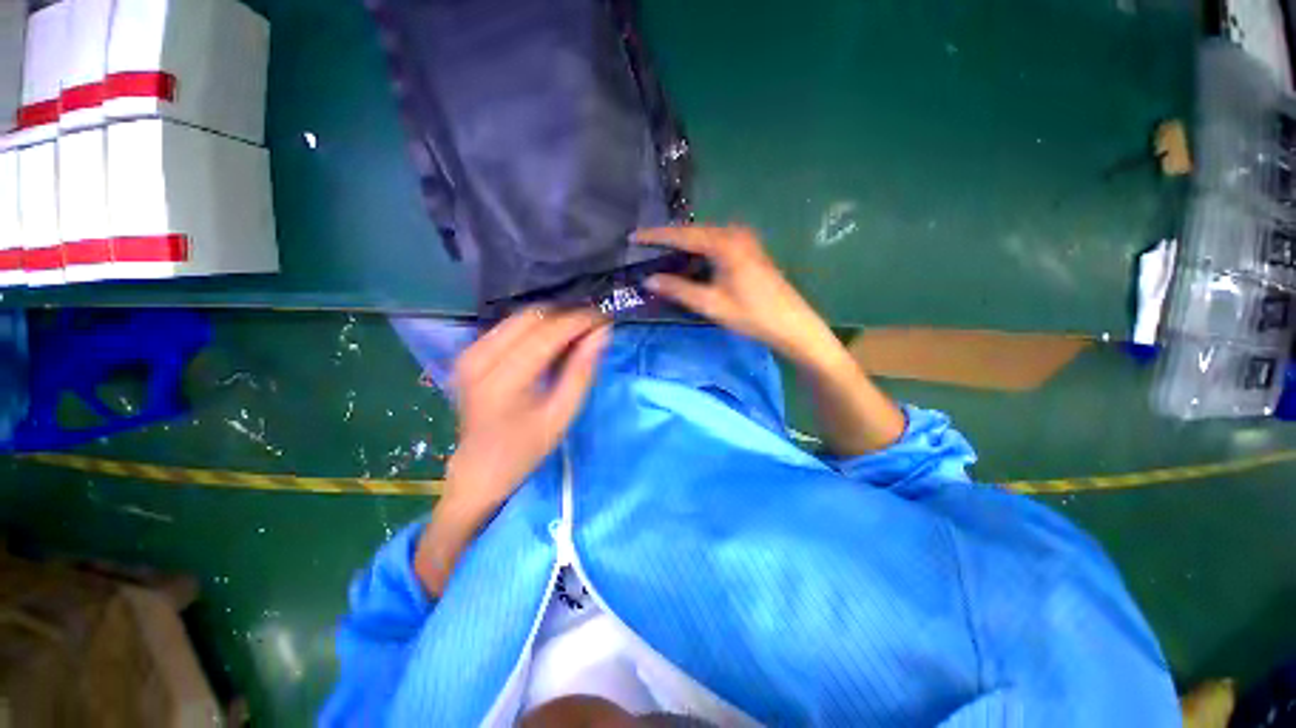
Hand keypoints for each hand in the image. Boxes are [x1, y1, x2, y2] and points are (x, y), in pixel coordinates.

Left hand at [445, 307, 609, 515]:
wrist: (478, 468)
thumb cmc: (525, 448)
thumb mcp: (561, 415)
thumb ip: (582, 371)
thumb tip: (602, 333)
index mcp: (503, 380)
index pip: (547, 333)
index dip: (579, 321)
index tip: (604, 319)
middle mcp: (480, 357)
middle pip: (531, 316)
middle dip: (566, 316)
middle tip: (592, 329)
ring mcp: (470, 352)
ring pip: (520, 317)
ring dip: (552, 321)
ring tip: (575, 336)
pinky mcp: (469, 352)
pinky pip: (509, 327)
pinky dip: (535, 329)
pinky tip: (551, 344)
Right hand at [633, 225, 835, 362]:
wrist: (792, 324)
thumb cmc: (751, 315)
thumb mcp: (711, 304)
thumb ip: (678, 289)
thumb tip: (648, 279)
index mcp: (723, 243)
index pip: (681, 235)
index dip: (655, 236)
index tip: (633, 236)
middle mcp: (734, 233)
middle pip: (693, 232)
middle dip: (668, 240)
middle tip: (644, 248)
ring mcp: (744, 240)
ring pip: (705, 238)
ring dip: (684, 247)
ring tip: (661, 256)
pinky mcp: (749, 250)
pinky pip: (716, 244)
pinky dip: (699, 253)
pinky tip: (689, 263)